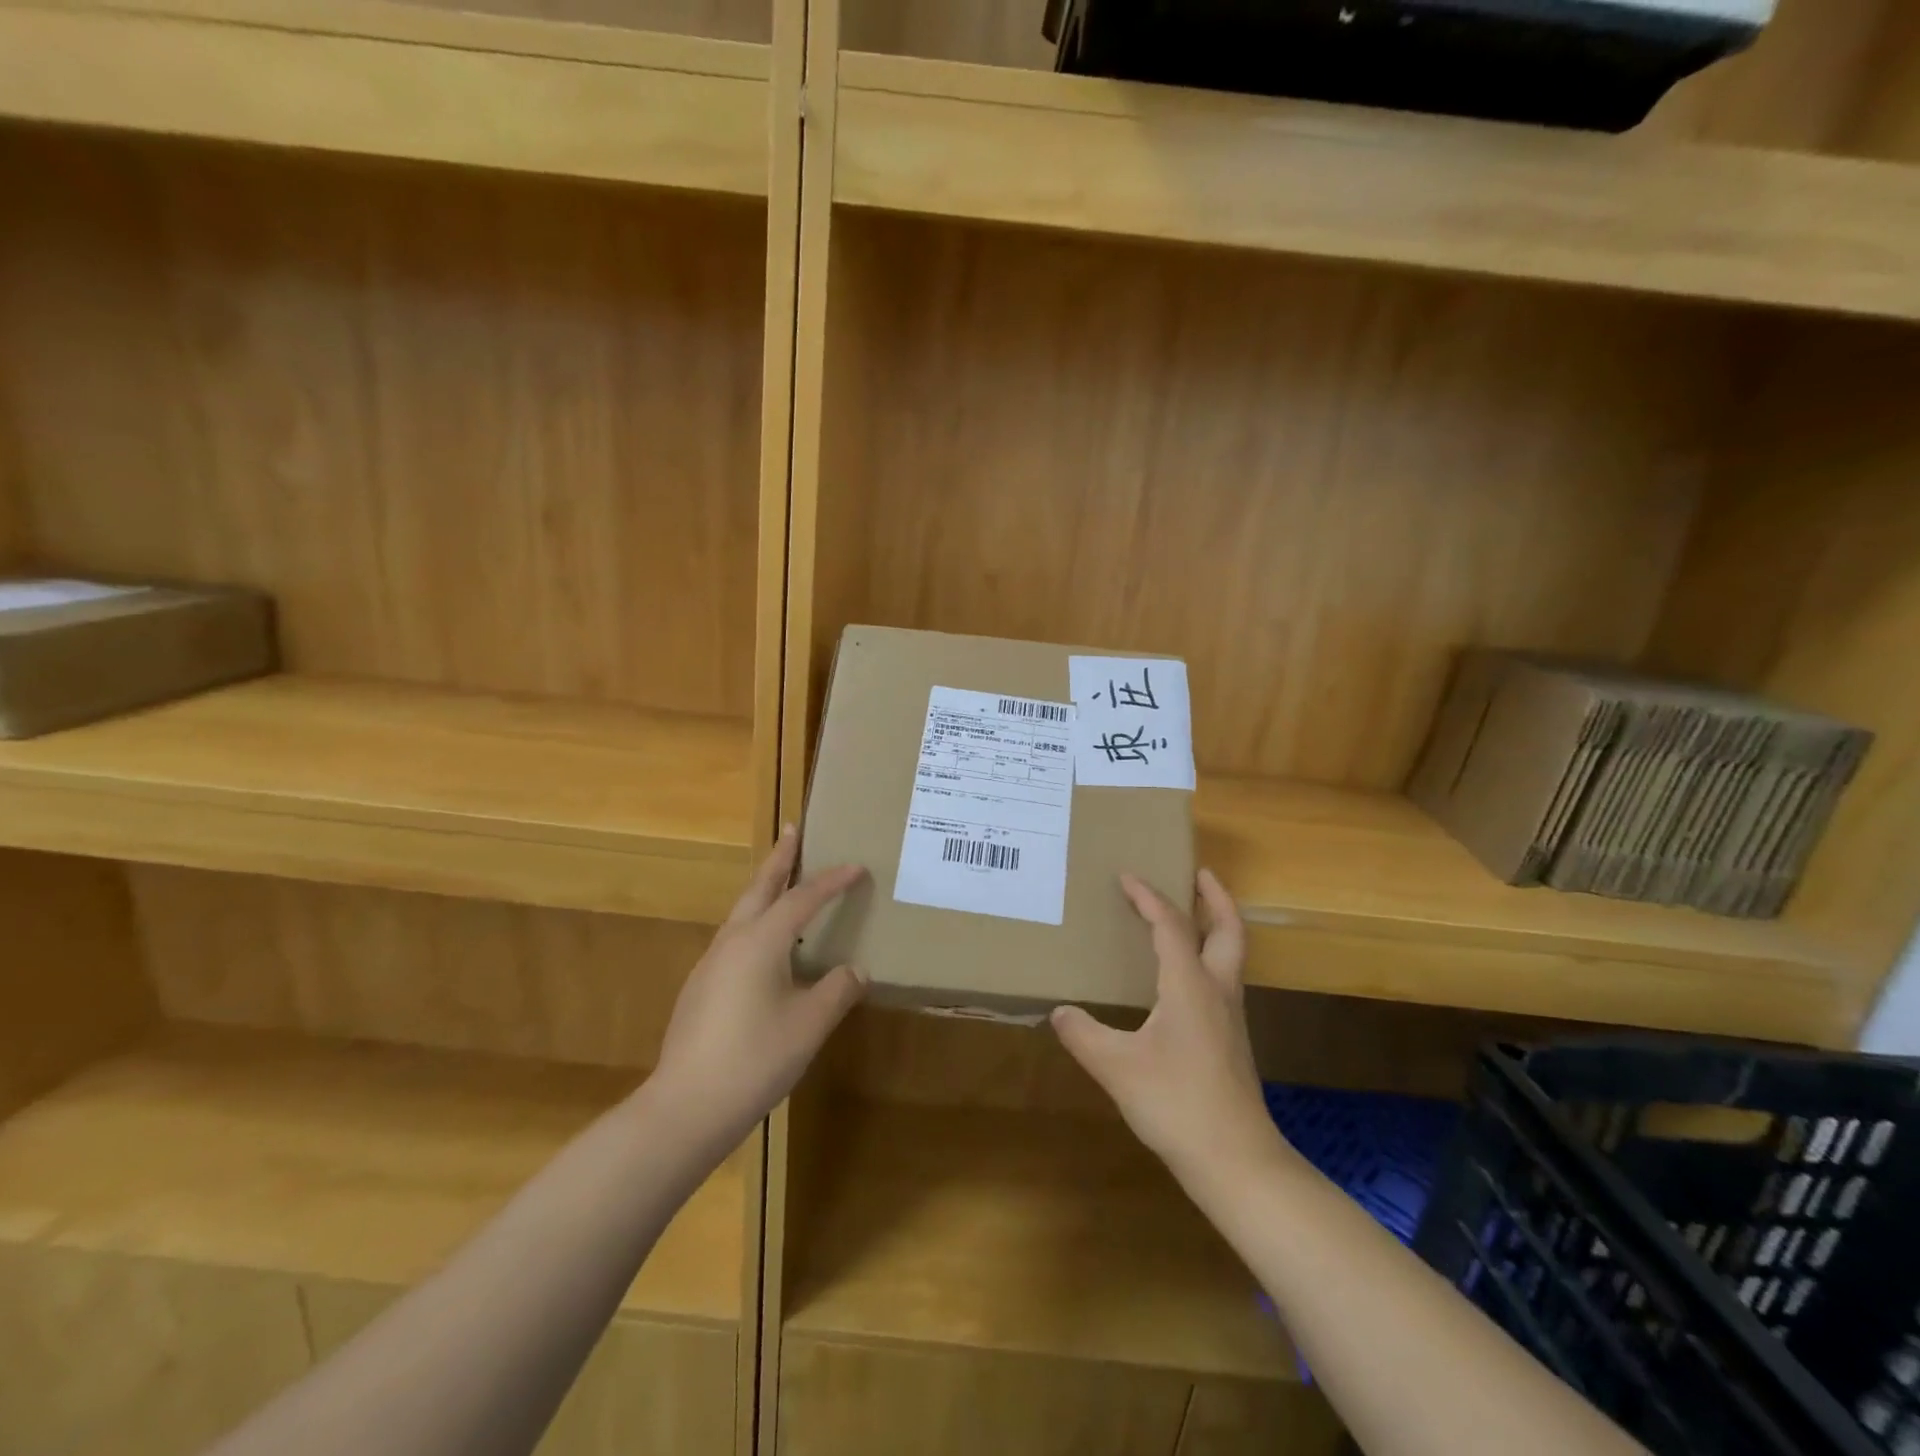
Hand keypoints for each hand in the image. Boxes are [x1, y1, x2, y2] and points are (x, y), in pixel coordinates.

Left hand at [648, 827, 867, 1150]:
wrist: (685, 1108)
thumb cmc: (754, 1059)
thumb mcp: (809, 1025)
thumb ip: (836, 991)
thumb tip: (855, 971)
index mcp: (761, 942)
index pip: (802, 899)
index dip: (832, 881)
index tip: (856, 866)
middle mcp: (732, 942)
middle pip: (759, 888)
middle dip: (779, 859)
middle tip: (792, 831)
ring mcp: (711, 965)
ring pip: (743, 912)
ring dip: (764, 890)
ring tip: (784, 883)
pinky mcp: (701, 989)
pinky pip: (736, 939)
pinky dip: (756, 923)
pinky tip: (767, 949)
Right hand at [1052, 870, 1285, 1189]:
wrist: (1236, 1161)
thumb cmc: (1176, 1104)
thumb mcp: (1116, 1067)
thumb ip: (1083, 1034)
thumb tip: (1059, 1011)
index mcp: (1189, 985)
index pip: (1171, 925)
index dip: (1148, 897)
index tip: (1127, 877)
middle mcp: (1216, 990)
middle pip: (1229, 929)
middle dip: (1215, 897)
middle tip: (1198, 873)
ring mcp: (1230, 1016)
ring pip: (1232, 954)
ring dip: (1216, 925)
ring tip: (1191, 914)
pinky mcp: (1231, 1040)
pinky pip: (1222, 979)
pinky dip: (1209, 956)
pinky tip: (1184, 977)